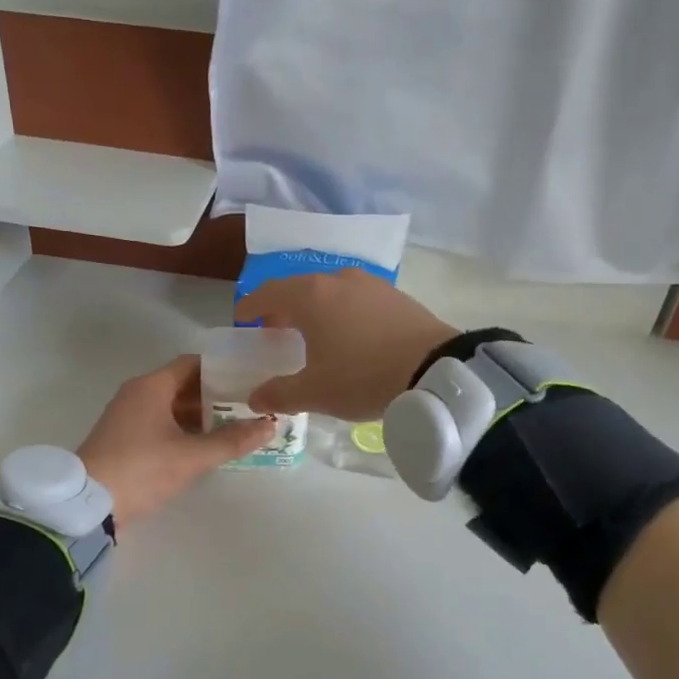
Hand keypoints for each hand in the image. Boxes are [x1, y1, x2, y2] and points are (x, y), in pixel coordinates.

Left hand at [77, 356, 273, 524]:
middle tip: (250, 404)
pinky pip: (161, 422)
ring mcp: (128, 416)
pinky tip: (206, 444)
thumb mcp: (191, 457)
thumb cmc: (141, 470)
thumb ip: (232, 440)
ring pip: (172, 405)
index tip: (250, 378)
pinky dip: (184, 428)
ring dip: (201, 414)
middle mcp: (138, 393)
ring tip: (236, 425)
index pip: (193, 363)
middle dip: (216, 394)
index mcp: (151, 386)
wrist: (87, 505)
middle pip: (184, 384)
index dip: (222, 369)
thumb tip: (270, 426)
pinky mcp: (124, 437)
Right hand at [234, 268, 457, 419]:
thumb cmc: (364, 376)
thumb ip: (280, 393)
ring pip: (330, 290)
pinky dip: (343, 311)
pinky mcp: (396, 296)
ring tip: (313, 332)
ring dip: (315, 307)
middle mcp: (338, 280)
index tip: (242, 319)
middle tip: (275, 329)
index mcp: (311, 296)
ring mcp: (371, 284)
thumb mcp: (316, 392)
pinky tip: (350, 333)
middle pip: (299, 288)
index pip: (269, 293)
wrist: (436, 370)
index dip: (251, 306)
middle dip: (282, 307)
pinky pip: (357, 298)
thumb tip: (254, 397)